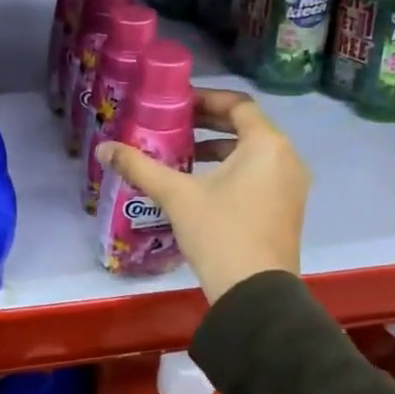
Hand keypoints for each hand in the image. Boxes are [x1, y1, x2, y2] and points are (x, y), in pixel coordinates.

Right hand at [96, 88, 308, 302]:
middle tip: (173, 124)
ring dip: (219, 148)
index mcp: (267, 145)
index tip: (176, 104)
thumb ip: (140, 166)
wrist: (255, 294)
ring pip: (253, 152)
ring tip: (183, 154)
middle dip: (209, 123)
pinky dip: (233, 169)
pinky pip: (261, 173)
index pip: (238, 104)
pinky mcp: (287, 208)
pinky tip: (201, 184)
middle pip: (247, 126)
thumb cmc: (219, 233)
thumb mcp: (176, 195)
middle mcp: (287, 158)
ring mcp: (291, 185)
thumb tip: (103, 148)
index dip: (206, 99)